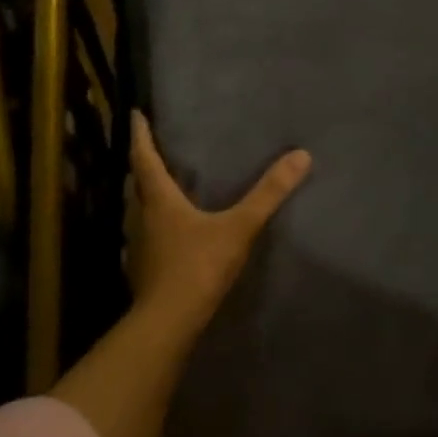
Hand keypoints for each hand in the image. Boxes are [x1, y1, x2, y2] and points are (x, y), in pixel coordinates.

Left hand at [128, 111, 311, 333]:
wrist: (169, 321)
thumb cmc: (198, 266)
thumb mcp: (239, 227)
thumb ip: (268, 194)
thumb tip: (301, 156)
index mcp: (160, 200)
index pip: (145, 158)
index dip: (141, 136)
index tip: (136, 115)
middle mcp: (142, 217)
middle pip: (137, 183)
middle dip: (142, 163)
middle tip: (150, 147)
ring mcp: (139, 245)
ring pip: (138, 209)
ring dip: (145, 193)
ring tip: (160, 184)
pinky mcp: (144, 267)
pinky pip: (146, 234)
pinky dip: (153, 222)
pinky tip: (168, 231)